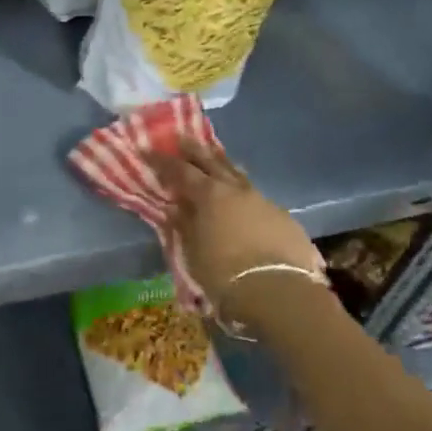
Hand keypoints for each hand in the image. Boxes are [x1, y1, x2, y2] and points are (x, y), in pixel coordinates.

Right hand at [151, 141, 325, 326]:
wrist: (279, 292)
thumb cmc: (225, 275)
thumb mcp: (194, 252)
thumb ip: (184, 225)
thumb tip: (175, 207)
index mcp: (210, 195)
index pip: (180, 171)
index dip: (162, 161)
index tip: (147, 149)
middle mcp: (236, 190)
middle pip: (212, 162)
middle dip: (195, 150)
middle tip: (182, 138)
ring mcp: (263, 201)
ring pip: (239, 175)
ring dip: (224, 165)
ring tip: (216, 158)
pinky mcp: (283, 217)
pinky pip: (258, 197)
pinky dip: (244, 194)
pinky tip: (244, 201)